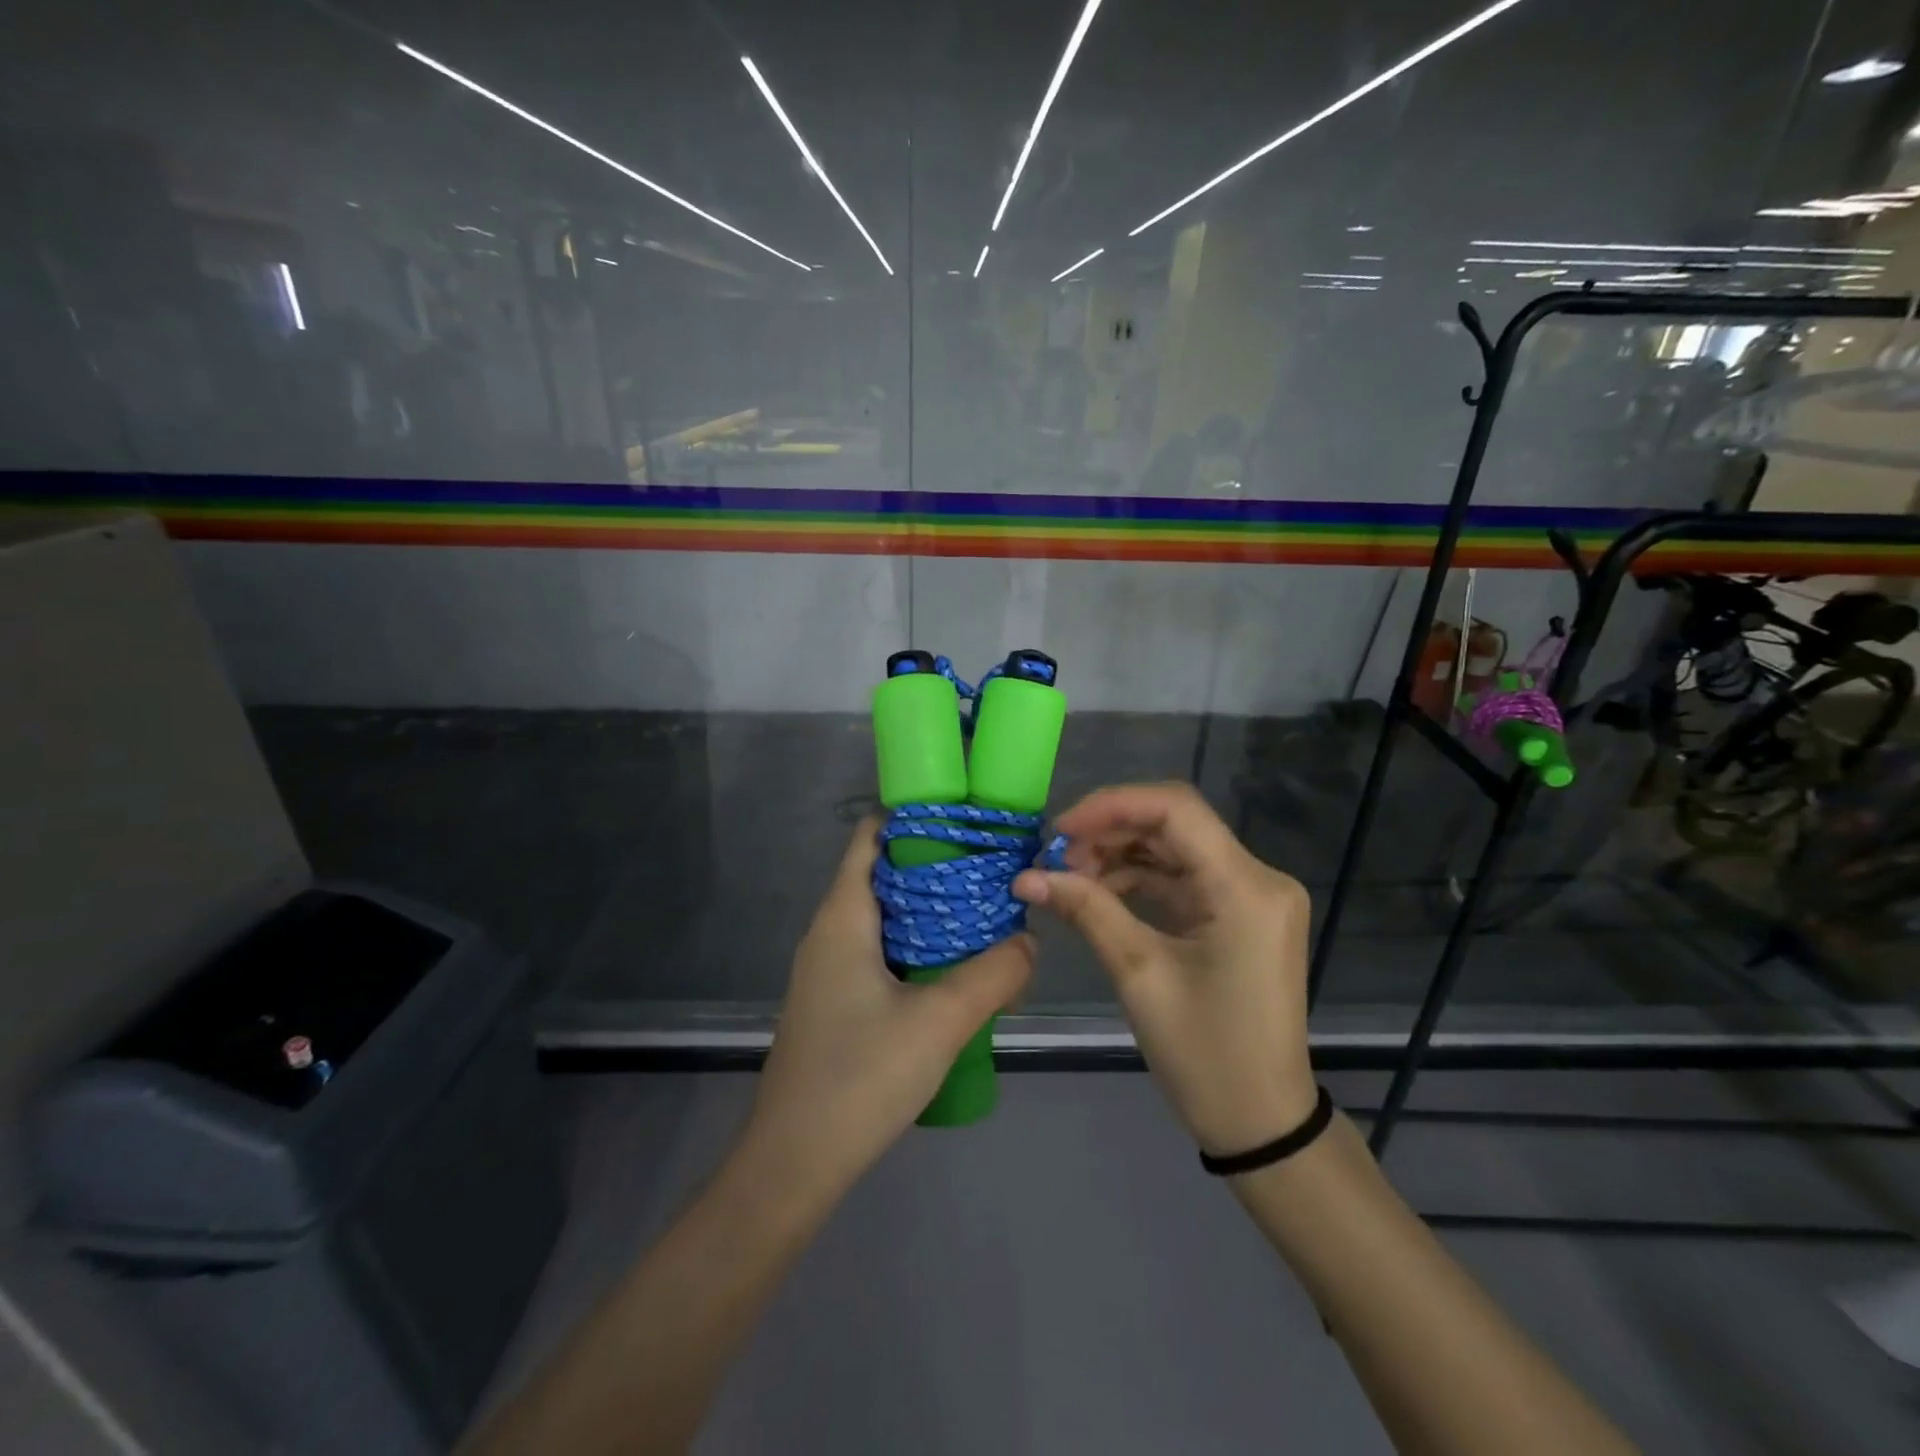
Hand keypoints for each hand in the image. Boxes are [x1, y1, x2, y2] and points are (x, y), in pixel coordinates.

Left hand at [743, 818, 1034, 1199]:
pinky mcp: (835, 1003)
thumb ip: (993, 976)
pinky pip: (880, 954)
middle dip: (936, 866)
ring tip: (985, 916)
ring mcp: (828, 970)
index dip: (915, 817)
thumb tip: (1028, 942)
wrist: (793, 1164)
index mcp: (843, 916)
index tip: (968, 820)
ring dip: (930, 912)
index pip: (871, 837)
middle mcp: (830, 932)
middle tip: (992, 871)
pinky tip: (955, 972)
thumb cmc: (860, 1077)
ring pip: (885, 918)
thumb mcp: (940, 1022)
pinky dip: (917, 947)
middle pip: (883, 874)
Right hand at [1014, 783, 1315, 1155]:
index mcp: (1246, 887)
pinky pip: (1184, 879)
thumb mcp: (1139, 975)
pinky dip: (1140, 880)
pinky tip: (1098, 892)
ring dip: (1120, 855)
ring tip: (1069, 877)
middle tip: (1056, 858)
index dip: (1111, 806)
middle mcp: (1258, 878)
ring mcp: (1252, 896)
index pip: (1176, 809)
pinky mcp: (1240, 915)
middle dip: (1110, 832)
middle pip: (1175, 825)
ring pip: (1175, 849)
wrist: (1261, 1123)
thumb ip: (1086, 911)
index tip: (1059, 829)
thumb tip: (1026, 877)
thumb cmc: (1204, 1055)